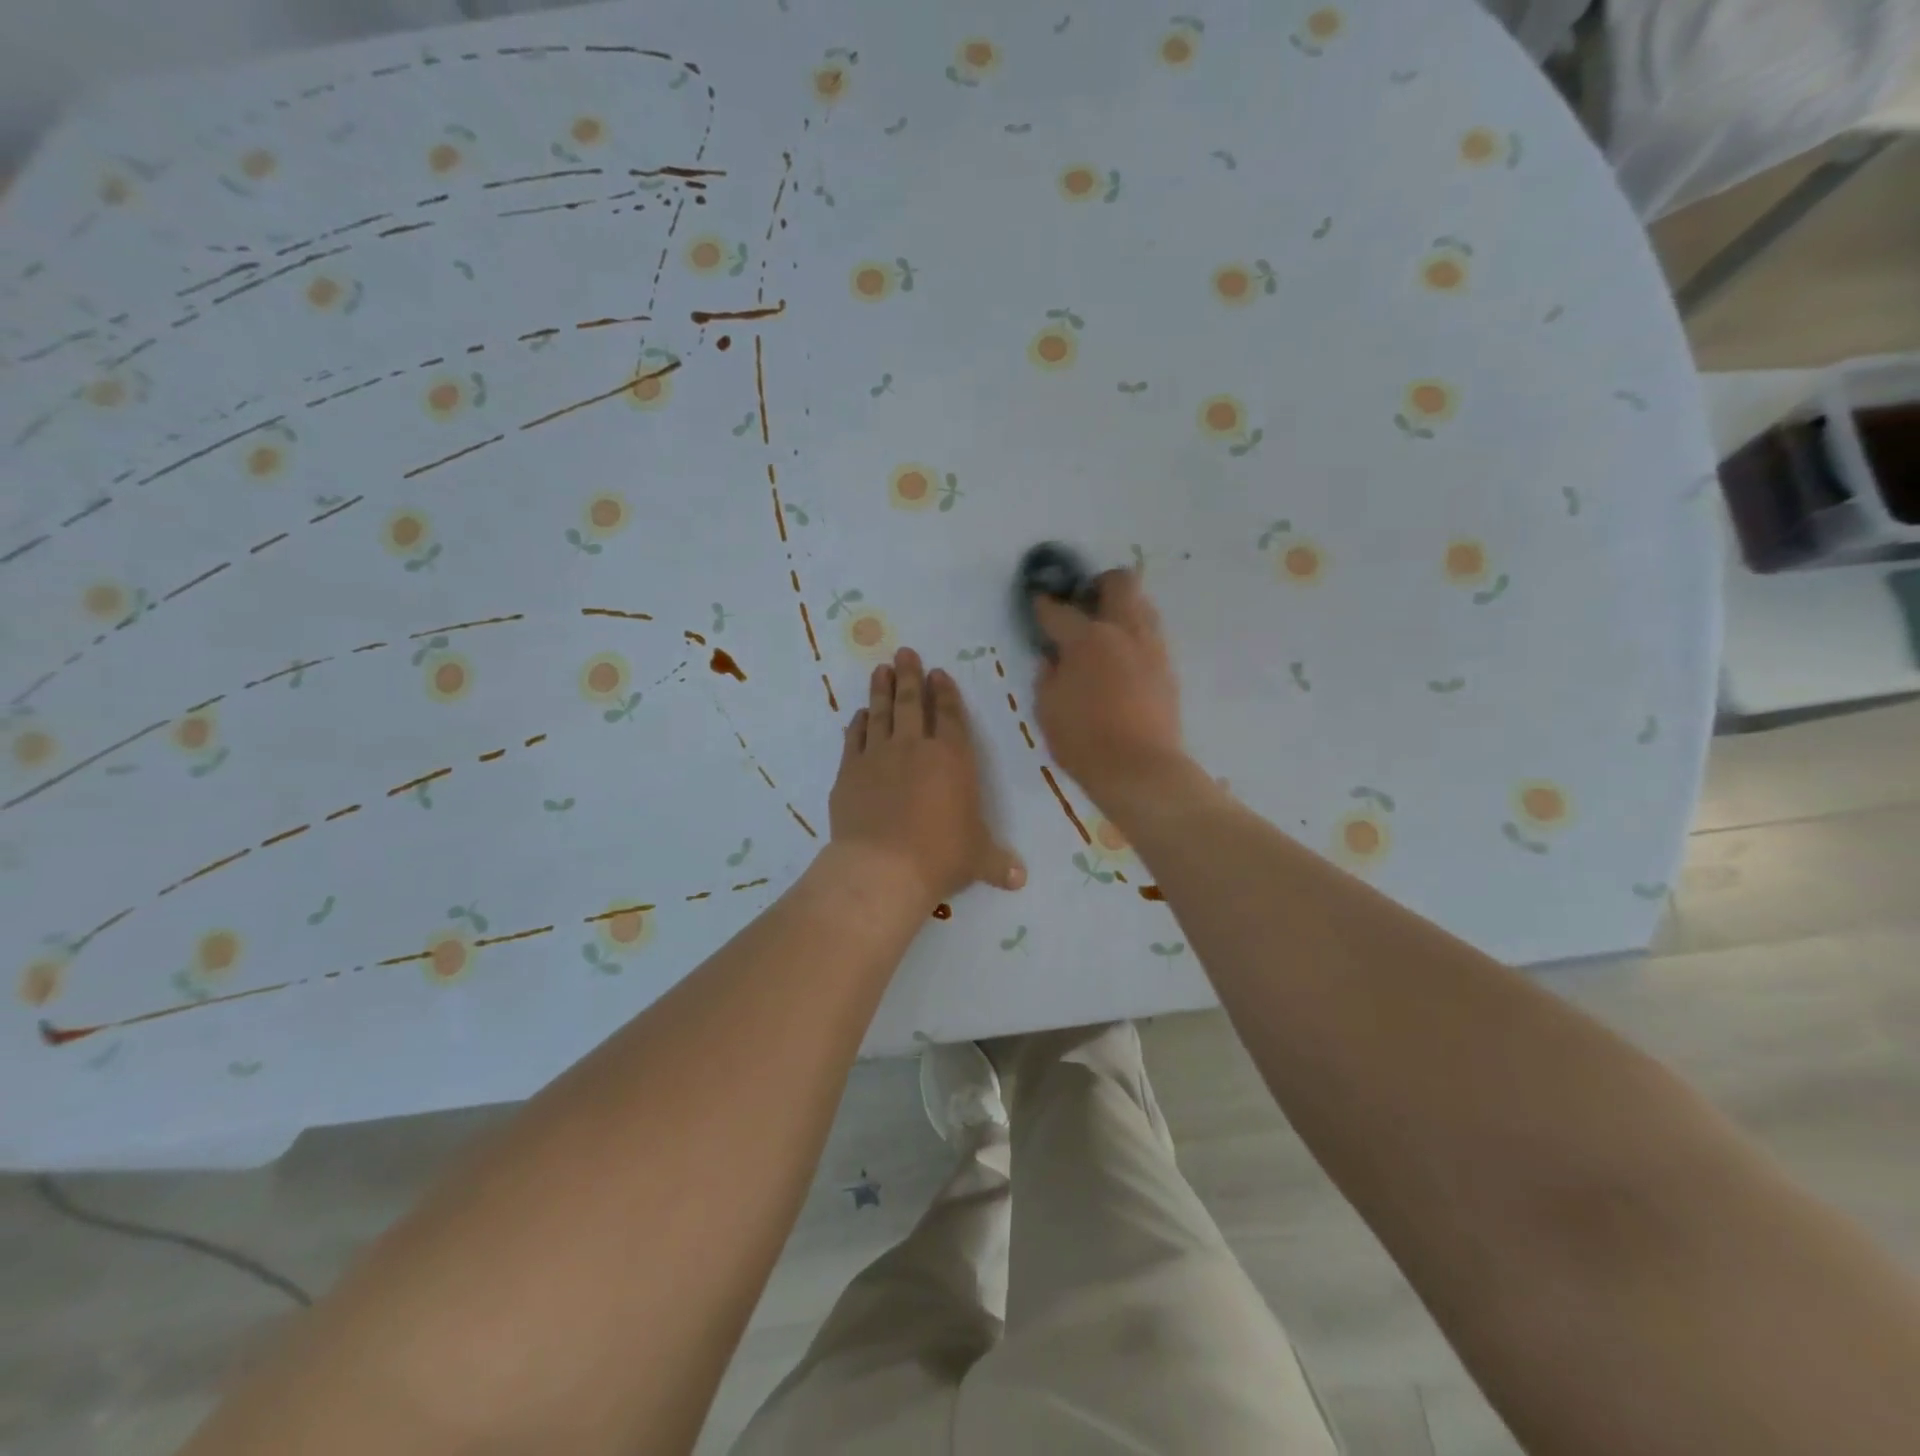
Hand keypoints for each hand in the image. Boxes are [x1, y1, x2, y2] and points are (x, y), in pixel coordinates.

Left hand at [829, 647, 1025, 904]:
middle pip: (910, 702)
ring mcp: (877, 756)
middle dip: (908, 675)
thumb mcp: (977, 859)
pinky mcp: (849, 772)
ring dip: (881, 689)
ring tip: (880, 669)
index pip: (949, 715)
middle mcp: (914, 747)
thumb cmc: (940, 856)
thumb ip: (998, 863)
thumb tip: (1019, 880)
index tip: (937, 673)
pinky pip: (854, 738)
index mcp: (952, 758)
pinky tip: (858, 715)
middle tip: (904, 653)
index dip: (944, 692)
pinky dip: (857, 724)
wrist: (883, 867)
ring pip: (880, 713)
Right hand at [1032, 569, 1186, 808]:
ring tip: (1106, 631)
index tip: (1038, 603)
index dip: (1044, 605)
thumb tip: (1052, 659)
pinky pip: (1151, 636)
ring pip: (1142, 605)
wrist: (1140, 769)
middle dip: (1099, 583)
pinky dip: (1135, 636)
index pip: (1059, 610)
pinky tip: (1122, 658)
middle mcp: (1122, 631)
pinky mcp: (1168, 668)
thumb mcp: (1047, 709)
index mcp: (1086, 638)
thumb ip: (1047, 677)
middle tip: (1085, 602)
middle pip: (1119, 582)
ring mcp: (1151, 647)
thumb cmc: (1083, 740)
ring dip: (1123, 607)